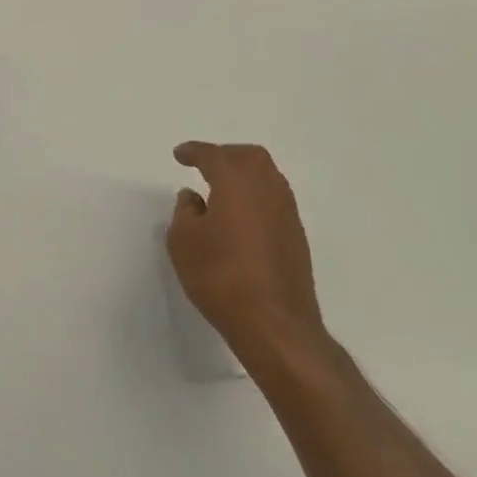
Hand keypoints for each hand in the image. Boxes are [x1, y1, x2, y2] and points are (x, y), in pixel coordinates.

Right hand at [168, 142, 331, 368]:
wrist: (275, 324)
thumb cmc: (221, 276)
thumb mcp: (183, 241)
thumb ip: (185, 211)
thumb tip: (194, 197)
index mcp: (236, 180)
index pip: (212, 155)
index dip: (194, 152)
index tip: (180, 155)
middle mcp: (266, 187)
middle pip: (248, 156)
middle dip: (225, 155)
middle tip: (205, 165)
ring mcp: (286, 212)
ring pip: (266, 176)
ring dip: (244, 175)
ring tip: (222, 189)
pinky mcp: (296, 236)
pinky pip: (274, 199)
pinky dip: (256, 197)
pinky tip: (241, 216)